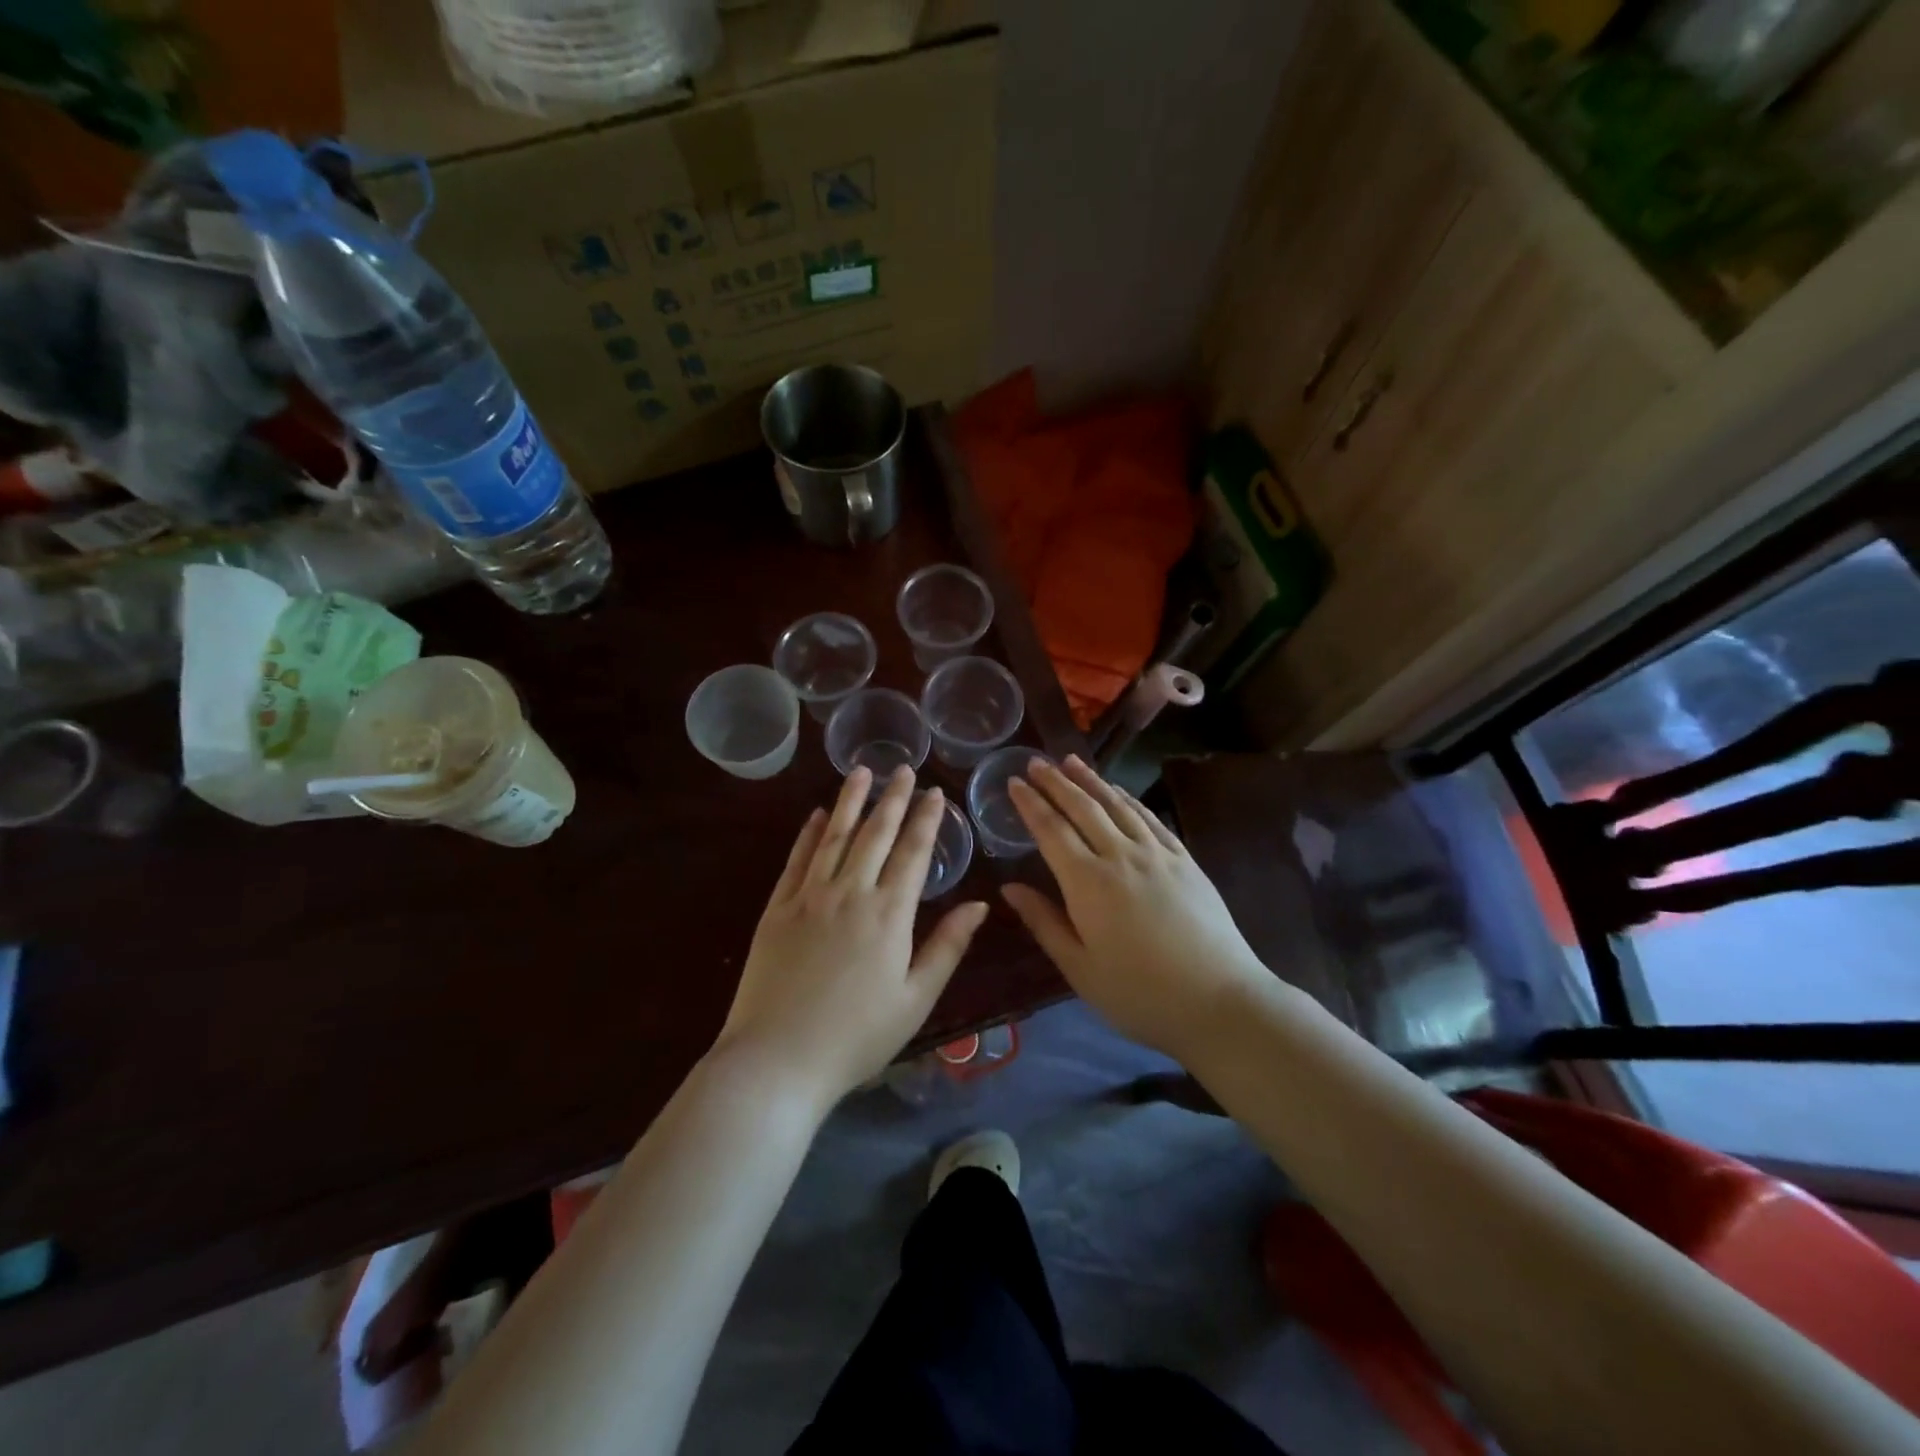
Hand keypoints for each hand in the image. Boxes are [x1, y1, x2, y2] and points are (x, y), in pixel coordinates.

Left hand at [714, 765, 988, 1110]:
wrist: (777, 1060)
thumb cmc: (857, 1037)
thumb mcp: (916, 999)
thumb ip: (947, 946)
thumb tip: (979, 904)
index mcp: (889, 915)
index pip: (914, 853)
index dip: (927, 820)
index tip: (935, 792)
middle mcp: (850, 893)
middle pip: (876, 834)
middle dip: (892, 799)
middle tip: (902, 769)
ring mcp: (809, 897)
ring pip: (834, 836)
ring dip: (850, 802)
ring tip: (861, 771)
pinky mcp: (776, 909)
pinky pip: (796, 860)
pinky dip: (808, 834)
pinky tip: (816, 815)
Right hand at [1001, 756, 1267, 1060]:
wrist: (1219, 1001)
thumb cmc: (1139, 993)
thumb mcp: (1079, 967)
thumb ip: (1043, 922)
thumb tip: (1009, 887)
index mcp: (1087, 883)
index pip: (1051, 830)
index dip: (1030, 804)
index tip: (1014, 782)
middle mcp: (1120, 856)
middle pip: (1082, 808)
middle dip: (1056, 782)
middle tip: (1036, 761)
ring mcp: (1157, 853)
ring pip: (1117, 805)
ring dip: (1091, 780)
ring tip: (1071, 761)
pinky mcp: (1184, 859)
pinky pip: (1149, 818)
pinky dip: (1128, 798)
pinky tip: (1118, 791)